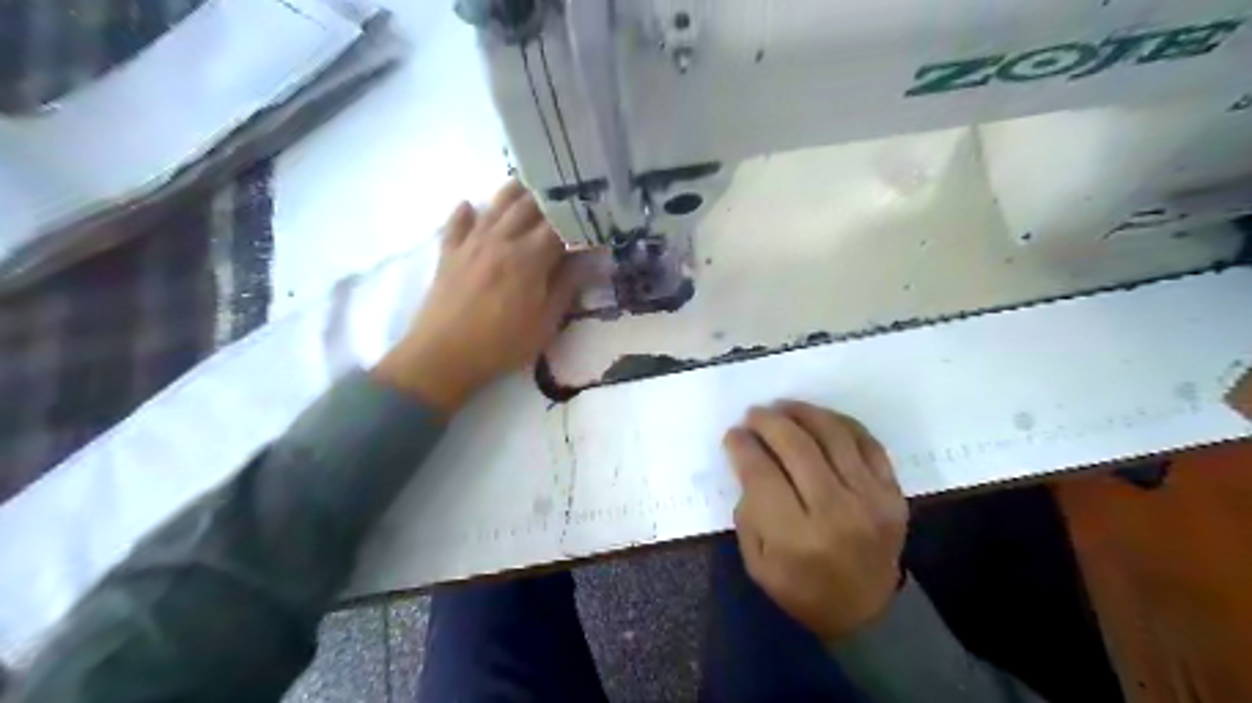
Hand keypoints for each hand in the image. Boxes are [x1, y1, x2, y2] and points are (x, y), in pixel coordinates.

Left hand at [371, 178, 580, 414]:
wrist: (443, 357)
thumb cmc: (502, 344)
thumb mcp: (545, 323)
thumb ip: (567, 286)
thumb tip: (589, 259)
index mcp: (529, 257)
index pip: (560, 226)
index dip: (579, 218)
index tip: (594, 214)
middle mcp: (501, 240)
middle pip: (528, 206)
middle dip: (550, 196)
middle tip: (566, 191)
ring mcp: (471, 243)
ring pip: (495, 205)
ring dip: (514, 192)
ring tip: (529, 184)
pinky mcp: (448, 253)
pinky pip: (457, 223)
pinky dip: (465, 211)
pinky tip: (470, 205)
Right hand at [726, 400, 910, 641]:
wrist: (867, 612)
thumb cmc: (802, 589)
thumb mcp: (757, 562)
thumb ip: (749, 511)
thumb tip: (749, 461)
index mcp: (795, 536)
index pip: (761, 472)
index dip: (742, 446)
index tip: (733, 434)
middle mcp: (835, 511)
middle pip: (796, 445)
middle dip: (768, 422)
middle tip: (754, 414)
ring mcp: (870, 498)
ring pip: (833, 434)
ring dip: (803, 412)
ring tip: (783, 407)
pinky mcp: (893, 492)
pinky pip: (867, 441)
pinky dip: (840, 423)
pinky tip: (820, 419)